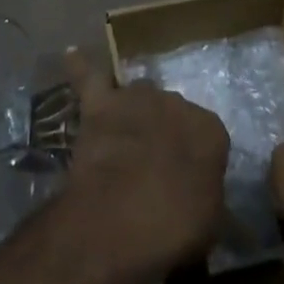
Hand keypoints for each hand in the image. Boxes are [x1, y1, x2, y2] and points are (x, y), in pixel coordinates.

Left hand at [58, 49, 228, 279]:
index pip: (207, 136)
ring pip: (136, 94)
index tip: (186, 180)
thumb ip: (207, 194)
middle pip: (169, 110)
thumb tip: (200, 192)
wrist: (121, 219)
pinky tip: (72, 54)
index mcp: (210, 129)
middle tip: (153, 165)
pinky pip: (88, 76)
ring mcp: (136, 98)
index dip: (194, 158)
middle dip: (163, 131)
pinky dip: (80, 67)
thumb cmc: (174, 228)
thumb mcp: (210, 222)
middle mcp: (175, 102)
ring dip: (132, 110)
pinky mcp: (100, 104)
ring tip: (124, 134)